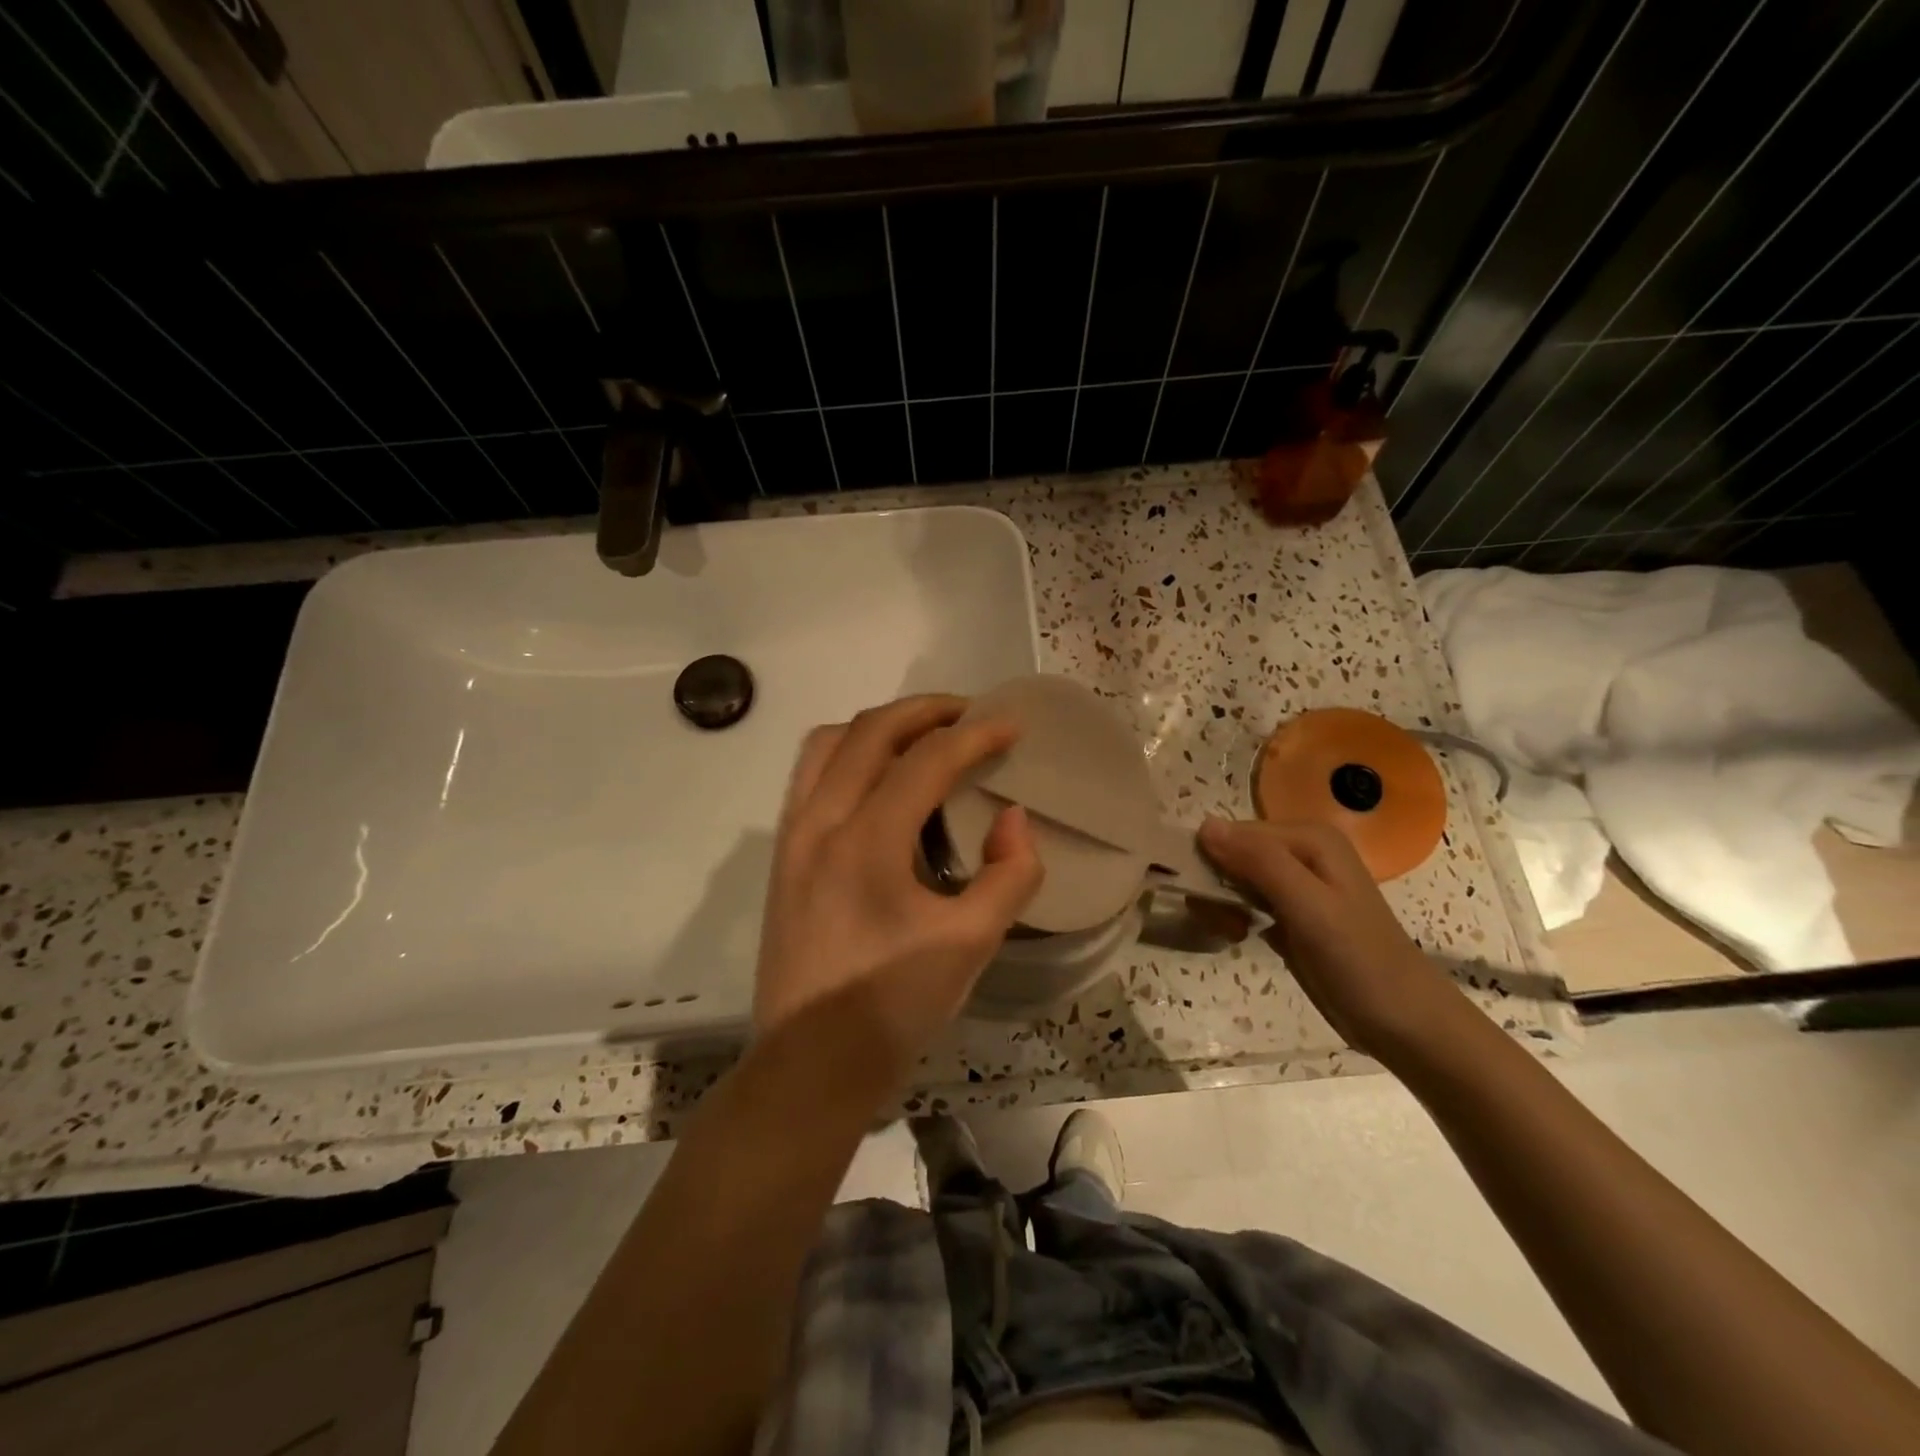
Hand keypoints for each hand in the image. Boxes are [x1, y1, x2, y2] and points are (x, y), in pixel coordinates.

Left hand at [755, 695, 1043, 1087]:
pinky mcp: (782, 856)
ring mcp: (792, 836)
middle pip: (870, 732)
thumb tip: (1012, 819)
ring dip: (879, 727)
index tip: (1011, 725)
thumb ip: (1009, 874)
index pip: (927, 760)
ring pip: (829, 744)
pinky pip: (811, 776)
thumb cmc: (892, 1007)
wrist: (809, 1066)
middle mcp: (820, 822)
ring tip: (922, 737)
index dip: (975, 735)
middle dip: (926, 711)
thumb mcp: (971, 945)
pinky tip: (879, 781)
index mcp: (866, 841)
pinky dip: (849, 755)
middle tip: (969, 715)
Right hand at [1198, 817, 1472, 1060]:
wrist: (1404, 1024)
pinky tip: (1238, 936)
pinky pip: (1243, 901)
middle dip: (1216, 885)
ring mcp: (1295, 884)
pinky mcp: (1289, 914)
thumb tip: (1204, 825)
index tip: (1202, 897)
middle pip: (1231, 853)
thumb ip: (1259, 861)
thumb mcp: (1308, 906)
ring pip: (1233, 878)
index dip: (1211, 860)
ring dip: (1221, 904)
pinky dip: (1232, 916)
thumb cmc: (1359, 960)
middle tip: (1224, 922)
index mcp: (1309, 838)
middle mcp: (1301, 852)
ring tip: (1232, 932)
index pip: (1233, 831)